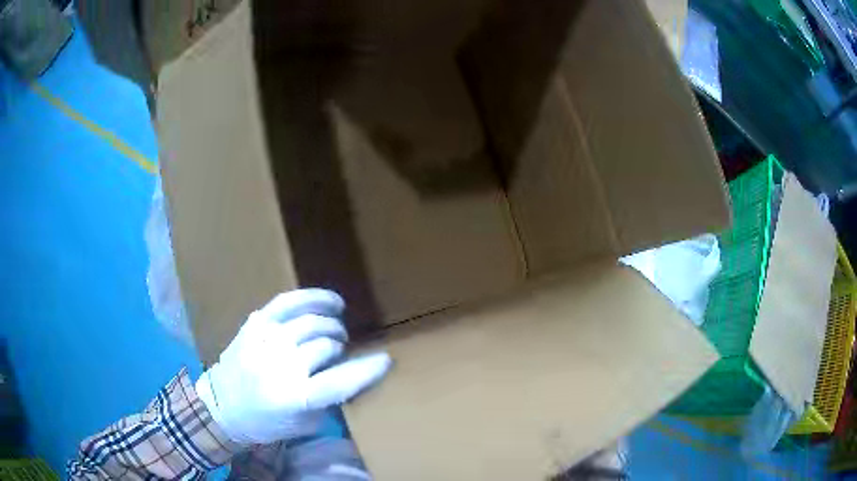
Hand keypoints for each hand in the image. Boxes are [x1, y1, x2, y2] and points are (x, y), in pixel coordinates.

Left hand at [195, 289, 390, 444]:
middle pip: (325, 345)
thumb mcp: (304, 423)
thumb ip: (329, 399)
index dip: (365, 370)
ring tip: (334, 332)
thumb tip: (351, 371)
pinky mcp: (254, 324)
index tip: (386, 360)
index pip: (337, 381)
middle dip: (340, 347)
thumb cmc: (265, 422)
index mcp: (291, 397)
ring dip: (330, 326)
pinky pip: (288, 302)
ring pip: (312, 323)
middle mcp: (277, 365)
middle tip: (341, 352)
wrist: (221, 405)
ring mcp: (263, 340)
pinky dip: (314, 298)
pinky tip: (331, 302)